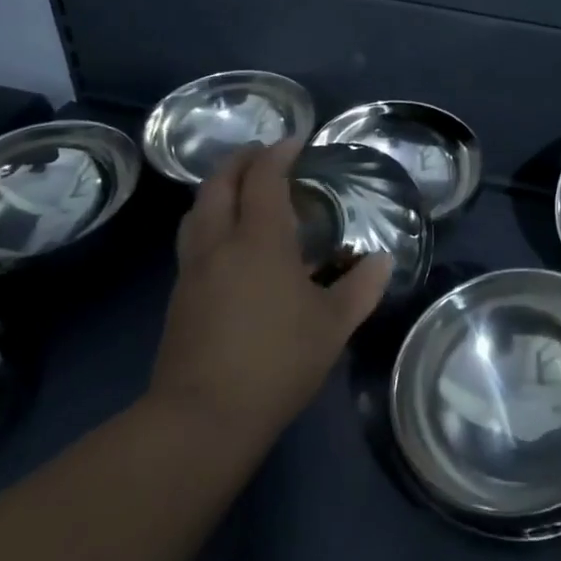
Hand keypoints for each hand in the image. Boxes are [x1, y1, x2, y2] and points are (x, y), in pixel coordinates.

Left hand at [146, 141, 391, 444]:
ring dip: (218, 188)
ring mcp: (192, 270)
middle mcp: (219, 243)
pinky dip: (209, 221)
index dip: (278, 153)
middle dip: (241, 160)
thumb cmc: (276, 361)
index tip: (296, 141)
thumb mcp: (332, 326)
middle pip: (220, 183)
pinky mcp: (178, 297)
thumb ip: (360, 288)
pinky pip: (193, 239)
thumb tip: (382, 261)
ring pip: (198, 210)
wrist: (200, 419)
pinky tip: (228, 244)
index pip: (264, 177)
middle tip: (264, 155)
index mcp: (259, 239)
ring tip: (241, 190)